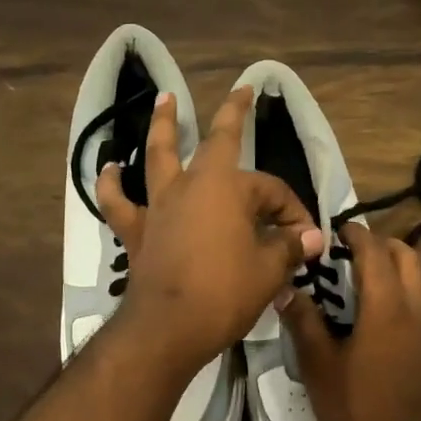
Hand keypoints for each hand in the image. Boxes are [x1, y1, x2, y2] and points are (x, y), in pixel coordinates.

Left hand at [98, 88, 324, 376]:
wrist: (167, 329)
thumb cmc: (224, 293)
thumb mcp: (269, 271)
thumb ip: (290, 248)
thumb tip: (311, 238)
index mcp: (229, 188)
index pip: (272, 191)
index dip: (294, 212)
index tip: (306, 241)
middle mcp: (192, 185)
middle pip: (217, 141)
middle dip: (234, 114)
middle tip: (242, 92)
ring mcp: (160, 204)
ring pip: (160, 155)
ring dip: (164, 125)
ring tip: (164, 99)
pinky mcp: (137, 230)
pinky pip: (119, 201)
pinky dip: (113, 183)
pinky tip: (110, 168)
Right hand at [282, 223, 420, 420]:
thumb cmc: (358, 416)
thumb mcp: (320, 370)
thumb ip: (305, 324)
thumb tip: (286, 290)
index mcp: (387, 308)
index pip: (375, 252)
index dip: (357, 235)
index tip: (339, 230)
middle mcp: (419, 311)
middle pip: (409, 258)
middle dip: (383, 246)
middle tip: (354, 254)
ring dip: (401, 272)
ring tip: (372, 285)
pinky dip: (413, 301)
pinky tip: (392, 325)